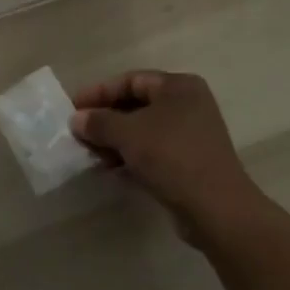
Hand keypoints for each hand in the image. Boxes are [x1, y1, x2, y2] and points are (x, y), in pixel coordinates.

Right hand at [70, 71, 262, 238]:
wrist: (216, 209)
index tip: (73, 107)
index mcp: (178, 86)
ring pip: (143, 130)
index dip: (99, 92)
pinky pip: (152, 151)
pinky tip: (110, 169)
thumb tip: (77, 119)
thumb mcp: (128, 134)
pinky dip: (130, 157)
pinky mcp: (189, 162)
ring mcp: (191, 135)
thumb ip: (99, 122)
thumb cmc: (172, 157)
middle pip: (136, 105)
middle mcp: (188, 105)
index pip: (130, 80)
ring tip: (90, 154)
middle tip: (78, 132)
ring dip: (114, 140)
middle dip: (105, 119)